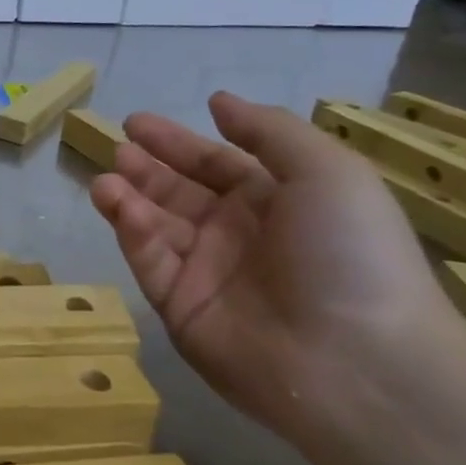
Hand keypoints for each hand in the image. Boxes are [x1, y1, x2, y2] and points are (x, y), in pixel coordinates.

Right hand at [90, 92, 460, 445]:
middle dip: (146, 168)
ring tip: (107, 177)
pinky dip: (132, 232)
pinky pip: (150, 261)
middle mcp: (237, 235)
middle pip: (178, 193)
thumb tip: (218, 102)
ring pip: (155, 226)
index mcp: (276, 203)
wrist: (358, 362)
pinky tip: (118, 204)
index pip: (216, 164)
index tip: (136, 123)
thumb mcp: (328, 171)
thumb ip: (268, 131)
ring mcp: (206, 274)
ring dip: (129, 197)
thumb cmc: (350, 253)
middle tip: (118, 148)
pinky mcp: (179, 308)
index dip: (178, 143)